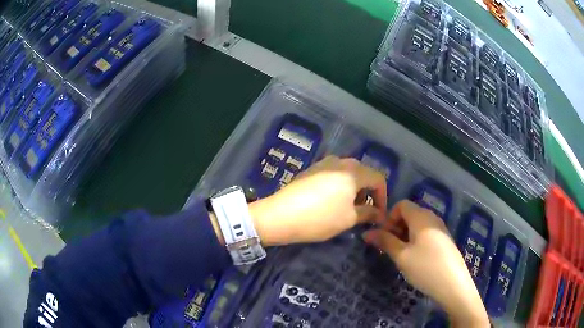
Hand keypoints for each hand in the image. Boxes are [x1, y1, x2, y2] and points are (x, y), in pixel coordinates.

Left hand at [248, 155, 386, 245]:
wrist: (279, 216)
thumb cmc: (320, 218)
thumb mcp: (349, 219)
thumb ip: (368, 213)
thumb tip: (379, 214)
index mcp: (353, 171)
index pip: (378, 178)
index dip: (383, 197)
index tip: (379, 215)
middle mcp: (340, 161)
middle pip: (363, 174)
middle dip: (368, 193)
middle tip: (365, 212)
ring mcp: (323, 164)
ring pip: (347, 174)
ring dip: (354, 190)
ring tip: (349, 208)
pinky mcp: (311, 170)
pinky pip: (333, 175)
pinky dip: (340, 187)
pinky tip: (332, 202)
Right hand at [363, 200, 489, 327]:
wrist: (453, 284)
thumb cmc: (425, 268)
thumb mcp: (401, 256)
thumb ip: (384, 241)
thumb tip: (367, 232)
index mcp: (421, 217)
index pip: (401, 205)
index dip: (389, 217)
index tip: (384, 236)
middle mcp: (432, 218)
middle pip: (410, 214)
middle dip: (396, 227)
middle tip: (389, 247)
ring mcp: (441, 229)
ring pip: (418, 225)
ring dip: (405, 235)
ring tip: (401, 255)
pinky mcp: (445, 240)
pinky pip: (426, 233)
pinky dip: (416, 240)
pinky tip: (416, 258)